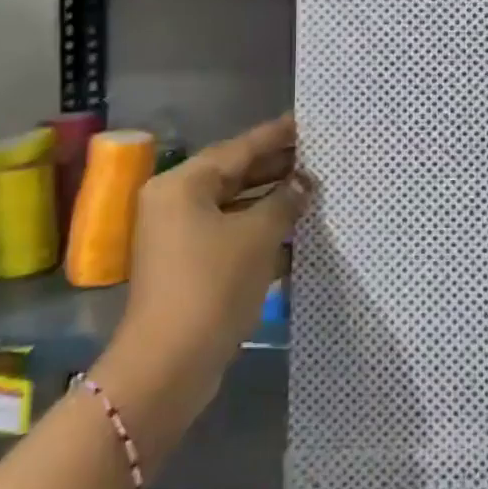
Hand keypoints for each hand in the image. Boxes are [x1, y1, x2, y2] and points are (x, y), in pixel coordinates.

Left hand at [98, 116, 308, 424]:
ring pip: (236, 209)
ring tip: (315, 190)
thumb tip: (305, 182)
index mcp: (182, 185)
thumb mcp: (257, 236)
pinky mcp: (192, 268)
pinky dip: (262, 233)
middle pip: (235, 176)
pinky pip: (233, 237)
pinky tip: (299, 233)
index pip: (237, 149)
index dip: (274, 136)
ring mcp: (181, 238)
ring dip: (273, 203)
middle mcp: (176, 204)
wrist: (169, 366)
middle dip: (276, 169)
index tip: (305, 122)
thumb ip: (284, 201)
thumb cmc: (212, 285)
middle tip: (318, 156)